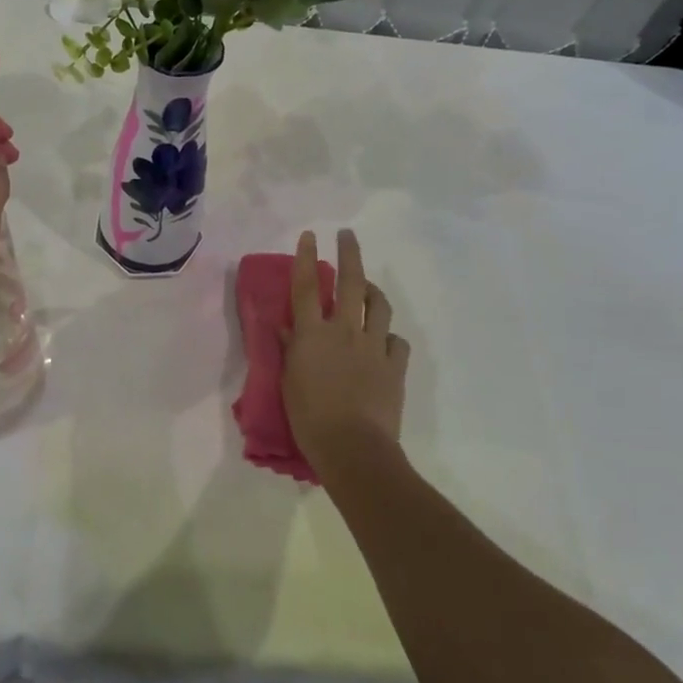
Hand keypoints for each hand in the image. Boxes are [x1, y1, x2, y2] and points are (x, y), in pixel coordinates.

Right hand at [283, 229, 409, 478]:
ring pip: (379, 305)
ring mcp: (373, 347)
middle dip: (349, 254)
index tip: (310, 235)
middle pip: (349, 283)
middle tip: (348, 235)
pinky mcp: (394, 366)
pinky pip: (396, 341)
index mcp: (312, 334)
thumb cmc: (309, 417)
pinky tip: (383, 341)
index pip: (307, 287)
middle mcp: (344, 331)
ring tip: (367, 286)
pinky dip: (388, 335)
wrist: (353, 447)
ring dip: (373, 290)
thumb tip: (286, 326)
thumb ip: (290, 349)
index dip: (307, 258)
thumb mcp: (288, 382)